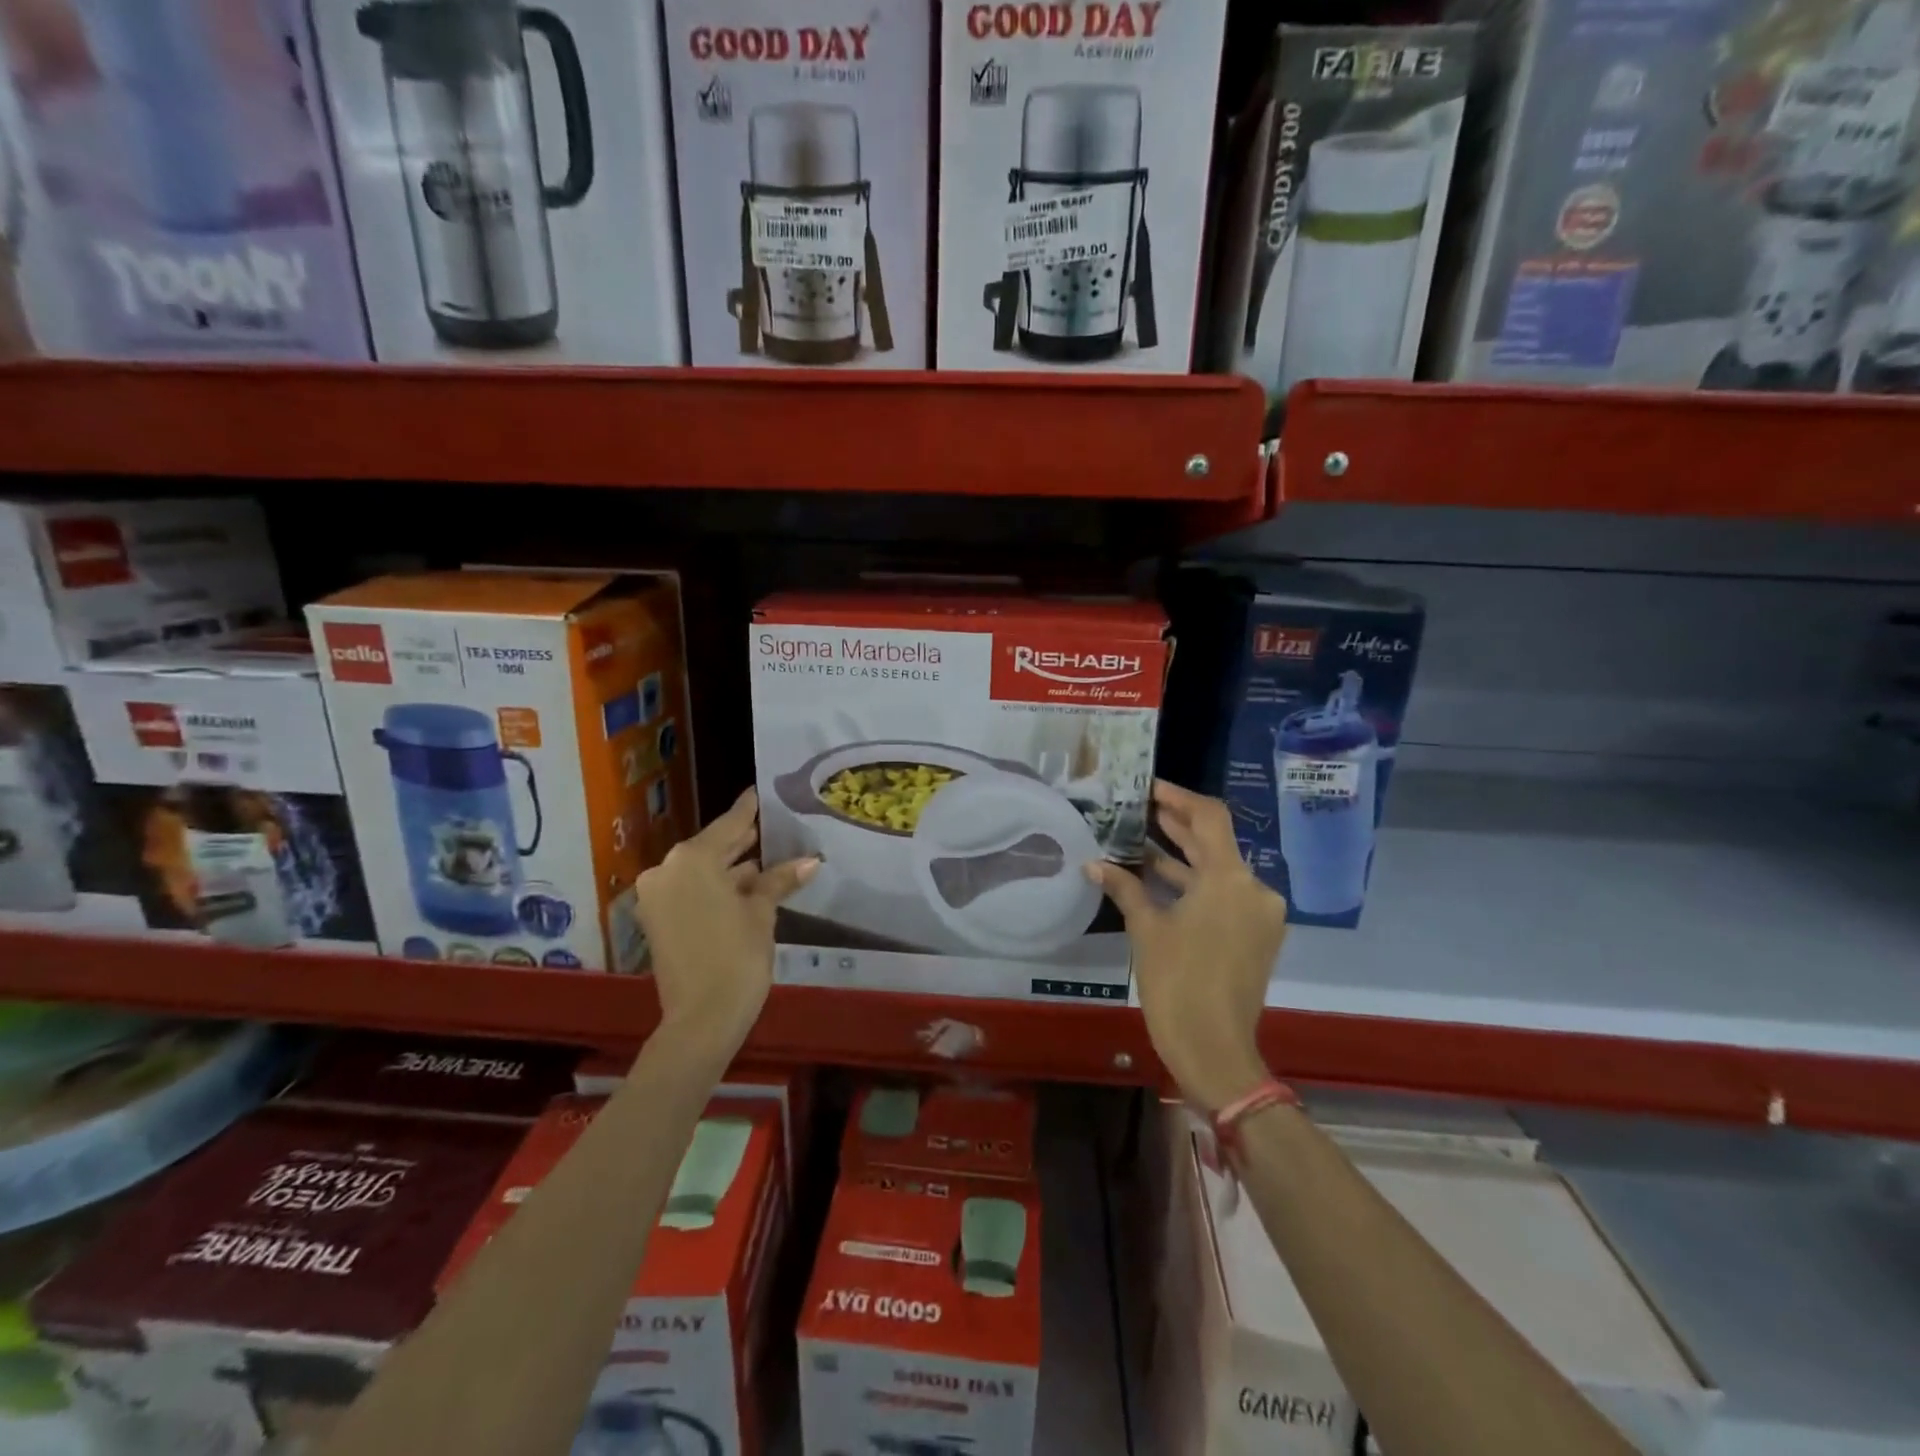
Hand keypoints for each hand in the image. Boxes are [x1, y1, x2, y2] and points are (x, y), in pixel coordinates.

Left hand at [633, 789, 818, 1057]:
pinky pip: (690, 891)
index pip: (729, 824)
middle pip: (712, 847)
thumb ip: (779, 880)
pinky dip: (715, 888)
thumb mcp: (762, 913)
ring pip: (700, 871)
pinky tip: (746, 886)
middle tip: (772, 828)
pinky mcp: (657, 919)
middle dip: (742, 842)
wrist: (702, 1018)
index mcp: (692, 858)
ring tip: (767, 859)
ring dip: (730, 868)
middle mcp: (667, 869)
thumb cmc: (737, 956)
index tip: (760, 792)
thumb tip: (811, 860)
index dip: (749, 809)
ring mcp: (657, 895)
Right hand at [1086, 781, 1285, 1112]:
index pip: (1210, 817)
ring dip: (1184, 856)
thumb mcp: (1147, 930)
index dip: (1180, 798)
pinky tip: (1160, 879)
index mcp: (1230, 880)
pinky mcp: (1256, 936)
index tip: (1149, 789)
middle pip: (1216, 842)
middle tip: (1141, 808)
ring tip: (1143, 838)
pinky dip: (1196, 885)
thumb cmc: (1177, 983)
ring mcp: (1259, 914)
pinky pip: (1225, 896)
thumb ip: (1125, 888)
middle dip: (1178, 824)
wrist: (1215, 1051)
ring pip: (1219, 871)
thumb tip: (1094, 863)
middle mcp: (1253, 889)